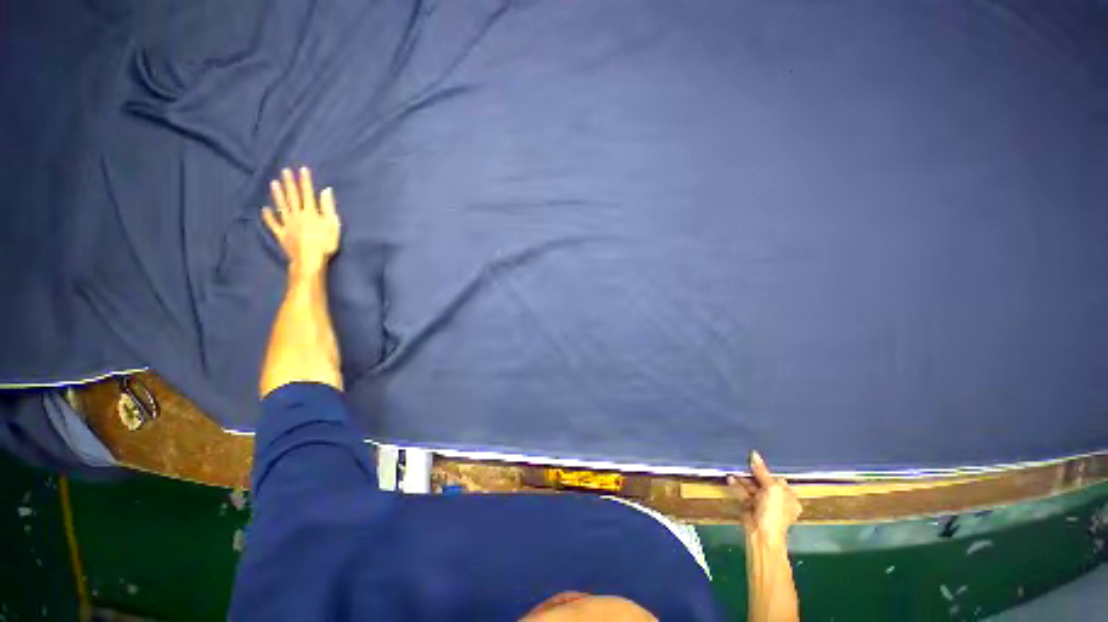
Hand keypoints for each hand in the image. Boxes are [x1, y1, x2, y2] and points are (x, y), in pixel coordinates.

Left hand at [262, 167, 340, 272]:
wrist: (310, 259)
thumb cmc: (325, 243)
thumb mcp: (333, 225)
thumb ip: (328, 207)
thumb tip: (326, 191)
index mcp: (311, 213)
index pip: (308, 193)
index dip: (305, 181)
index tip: (302, 169)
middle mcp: (297, 215)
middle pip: (293, 197)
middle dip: (289, 183)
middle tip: (285, 171)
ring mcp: (288, 224)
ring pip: (281, 206)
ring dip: (278, 195)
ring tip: (274, 183)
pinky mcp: (282, 234)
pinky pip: (274, 224)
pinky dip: (268, 217)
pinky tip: (265, 209)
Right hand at [729, 451, 801, 542]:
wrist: (761, 534)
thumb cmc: (774, 512)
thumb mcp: (772, 489)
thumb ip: (762, 471)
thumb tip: (754, 454)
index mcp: (788, 497)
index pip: (778, 480)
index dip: (768, 471)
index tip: (757, 461)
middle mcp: (776, 500)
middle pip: (764, 482)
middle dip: (753, 473)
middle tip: (744, 462)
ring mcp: (762, 503)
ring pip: (752, 487)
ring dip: (743, 479)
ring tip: (734, 469)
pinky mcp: (749, 506)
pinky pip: (743, 492)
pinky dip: (737, 486)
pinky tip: (730, 478)